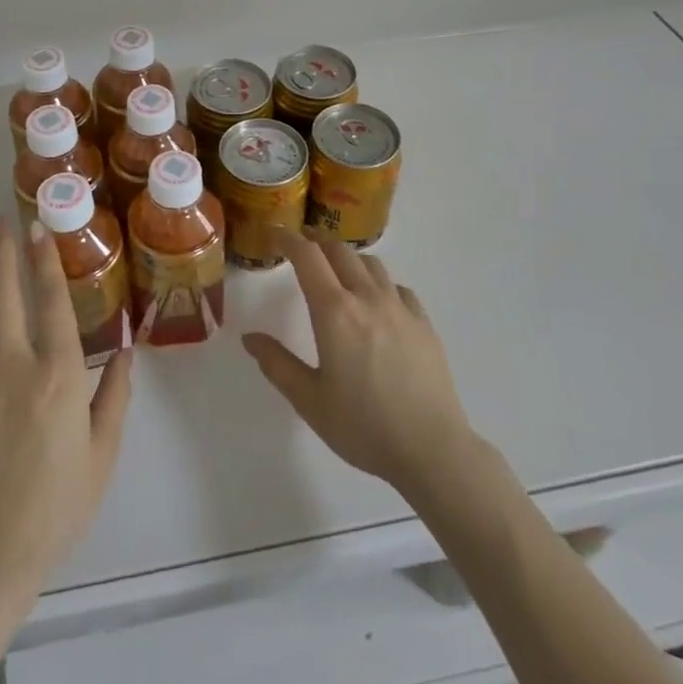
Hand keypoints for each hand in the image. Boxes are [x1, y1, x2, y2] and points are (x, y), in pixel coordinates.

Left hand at [0, 216, 132, 594]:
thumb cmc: (58, 503)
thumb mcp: (102, 452)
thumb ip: (115, 395)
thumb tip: (126, 350)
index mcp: (58, 375)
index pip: (51, 301)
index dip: (44, 260)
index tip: (38, 229)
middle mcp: (14, 364)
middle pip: (3, 292)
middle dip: (1, 250)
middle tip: (1, 219)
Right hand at [242, 231, 471, 496]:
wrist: (432, 449)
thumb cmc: (363, 427)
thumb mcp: (309, 400)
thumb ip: (277, 364)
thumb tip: (250, 337)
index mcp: (334, 312)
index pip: (307, 257)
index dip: (288, 239)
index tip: (275, 233)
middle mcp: (367, 298)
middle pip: (339, 251)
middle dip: (317, 242)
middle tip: (301, 247)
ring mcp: (400, 308)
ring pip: (371, 264)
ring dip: (348, 259)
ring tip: (338, 271)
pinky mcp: (424, 323)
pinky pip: (398, 288)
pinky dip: (380, 283)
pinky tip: (378, 303)